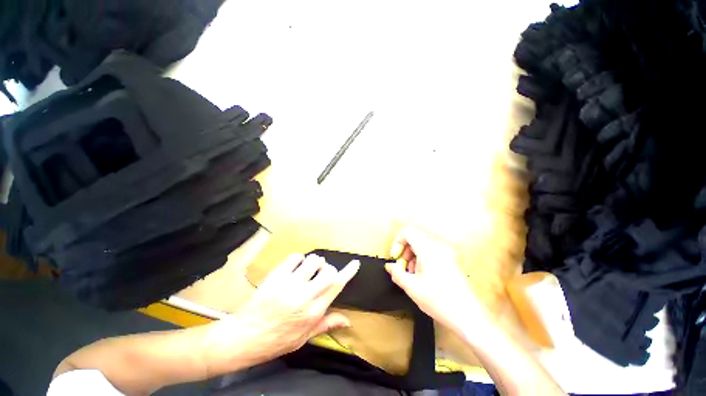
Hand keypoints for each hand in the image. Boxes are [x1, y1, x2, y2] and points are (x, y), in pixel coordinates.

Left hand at [210, 253, 359, 364]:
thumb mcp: (304, 337)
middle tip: (320, 275)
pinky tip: (295, 268)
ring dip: (314, 263)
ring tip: (306, 271)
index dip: (348, 272)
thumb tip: (348, 321)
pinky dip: (299, 259)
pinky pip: (295, 257)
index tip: (355, 263)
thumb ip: (327, 324)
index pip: (336, 286)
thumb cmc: (277, 340)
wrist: (245, 337)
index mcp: (314, 311)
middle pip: (328, 270)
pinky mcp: (276, 276)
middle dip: (328, 269)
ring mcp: (289, 284)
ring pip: (313, 260)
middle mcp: (305, 295)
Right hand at [385, 227, 490, 334]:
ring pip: (423, 245)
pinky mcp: (451, 260)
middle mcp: (438, 247)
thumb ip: (397, 273)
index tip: (395, 257)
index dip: (397, 242)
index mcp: (428, 249)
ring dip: (413, 256)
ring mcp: (446, 253)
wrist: (468, 316)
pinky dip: (422, 259)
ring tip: (412, 274)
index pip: (408, 232)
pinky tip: (423, 276)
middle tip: (403, 267)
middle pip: (415, 238)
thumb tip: (389, 266)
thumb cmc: (439, 301)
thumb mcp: (412, 287)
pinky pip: (431, 252)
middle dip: (405, 251)